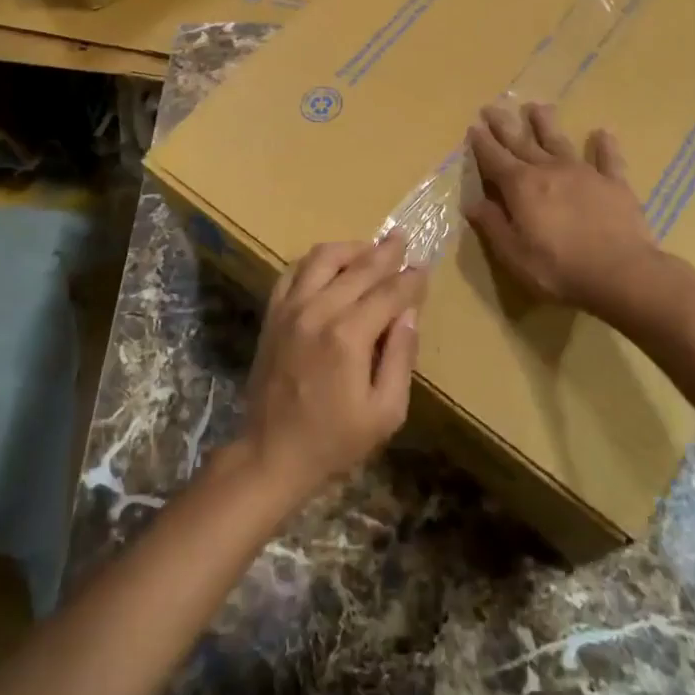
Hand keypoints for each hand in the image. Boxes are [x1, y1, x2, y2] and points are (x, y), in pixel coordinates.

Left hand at [238, 232, 424, 511]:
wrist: (270, 455)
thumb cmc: (334, 441)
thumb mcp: (385, 413)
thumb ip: (401, 358)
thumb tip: (409, 313)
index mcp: (348, 337)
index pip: (389, 293)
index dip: (410, 280)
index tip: (424, 269)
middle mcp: (318, 312)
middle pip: (359, 268)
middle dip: (386, 252)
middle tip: (403, 239)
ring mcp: (290, 309)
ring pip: (323, 258)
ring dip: (350, 249)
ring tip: (369, 250)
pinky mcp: (273, 314)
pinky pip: (294, 271)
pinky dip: (316, 262)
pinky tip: (331, 266)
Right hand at [465, 103, 661, 314]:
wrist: (621, 273)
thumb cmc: (559, 269)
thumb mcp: (514, 254)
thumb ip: (493, 225)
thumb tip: (473, 203)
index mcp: (521, 187)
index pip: (495, 159)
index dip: (482, 144)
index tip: (473, 127)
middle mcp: (549, 170)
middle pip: (522, 142)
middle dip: (504, 125)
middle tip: (492, 107)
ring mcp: (584, 173)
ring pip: (559, 141)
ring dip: (546, 123)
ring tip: (537, 106)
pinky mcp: (614, 183)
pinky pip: (608, 159)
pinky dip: (604, 145)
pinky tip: (602, 132)